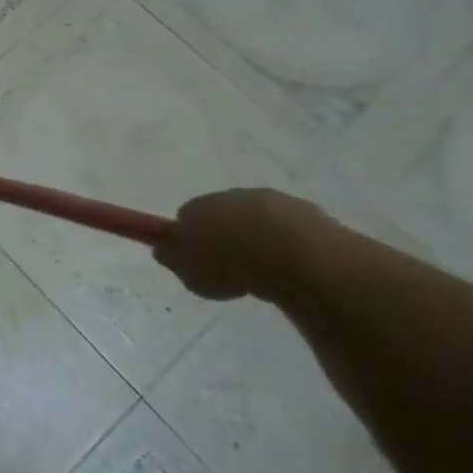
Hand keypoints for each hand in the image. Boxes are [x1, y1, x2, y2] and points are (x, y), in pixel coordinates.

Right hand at [152, 188, 325, 301]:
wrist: (293, 254)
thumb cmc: (230, 262)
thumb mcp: (190, 271)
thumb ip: (174, 259)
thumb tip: (163, 250)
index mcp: (198, 206)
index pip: (187, 216)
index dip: (190, 239)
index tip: (197, 262)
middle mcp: (232, 196)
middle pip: (223, 215)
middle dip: (226, 237)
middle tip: (230, 270)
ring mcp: (272, 202)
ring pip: (258, 221)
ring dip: (258, 241)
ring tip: (265, 275)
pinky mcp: (309, 213)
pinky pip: (290, 231)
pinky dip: (288, 247)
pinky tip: (292, 269)